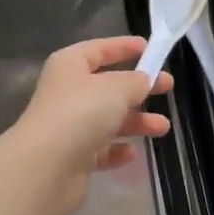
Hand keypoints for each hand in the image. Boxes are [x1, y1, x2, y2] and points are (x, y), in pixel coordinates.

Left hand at [10, 37, 170, 214]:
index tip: (149, 49)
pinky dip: (116, 150)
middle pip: (108, 86)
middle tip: (168, 89)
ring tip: (162, 128)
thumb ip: (135, 82)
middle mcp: (67, 93)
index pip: (99, 49)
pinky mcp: (72, 157)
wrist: (45, 167)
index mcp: (70, 65)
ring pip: (107, 119)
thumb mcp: (115, 88)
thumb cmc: (80, 113)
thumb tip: (143, 80)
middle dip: (138, 89)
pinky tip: (131, 154)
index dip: (123, 47)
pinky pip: (100, 149)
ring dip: (135, 122)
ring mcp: (68, 126)